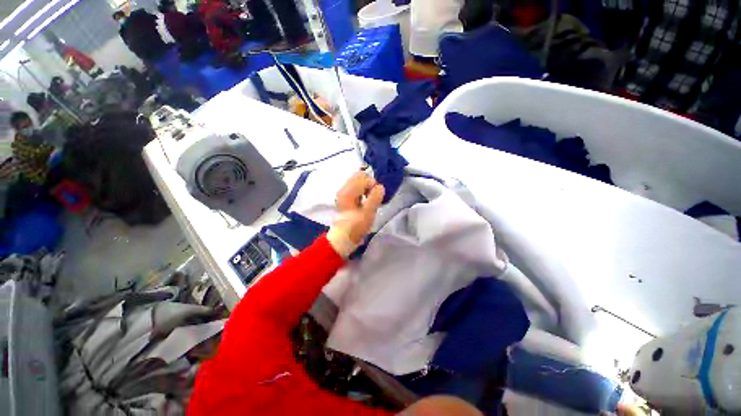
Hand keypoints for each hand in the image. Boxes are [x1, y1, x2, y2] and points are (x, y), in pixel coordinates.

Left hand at [327, 172, 384, 256]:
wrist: (343, 238)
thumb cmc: (355, 226)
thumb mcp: (368, 213)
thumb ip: (375, 198)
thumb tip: (380, 186)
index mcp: (348, 191)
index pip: (363, 177)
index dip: (373, 184)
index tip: (376, 197)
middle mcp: (343, 189)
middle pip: (359, 176)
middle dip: (369, 184)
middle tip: (373, 197)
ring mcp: (343, 193)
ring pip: (358, 182)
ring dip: (366, 188)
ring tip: (370, 200)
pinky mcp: (345, 198)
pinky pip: (355, 188)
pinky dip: (362, 191)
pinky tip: (365, 201)